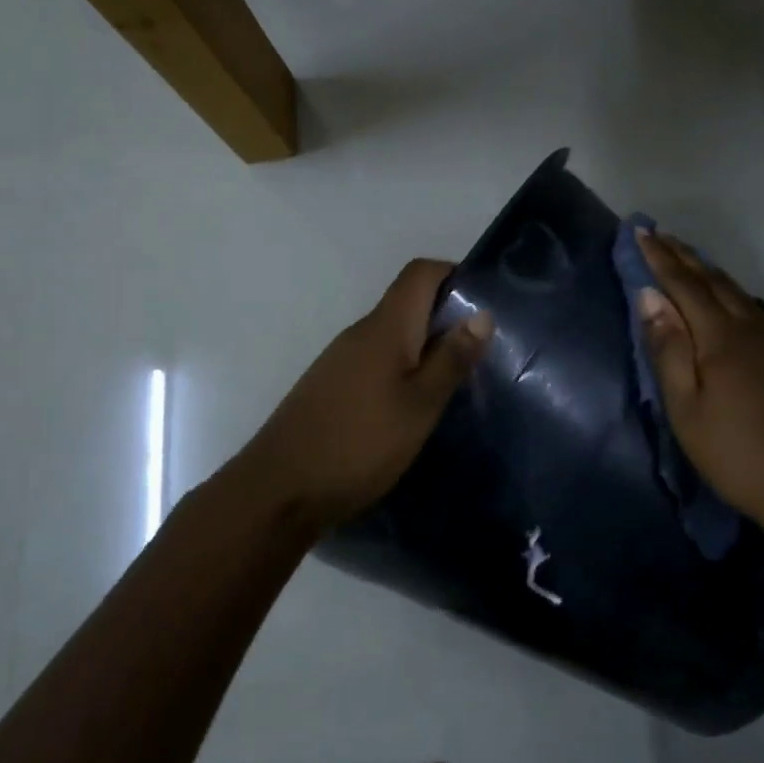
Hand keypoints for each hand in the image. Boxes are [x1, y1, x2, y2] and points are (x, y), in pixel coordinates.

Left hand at [239, 259, 491, 537]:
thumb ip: (450, 359)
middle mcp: (359, 333)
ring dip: (425, 348)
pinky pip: (376, 361)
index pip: (419, 273)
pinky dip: (402, 370)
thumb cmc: (360, 444)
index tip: (484, 304)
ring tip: (455, 383)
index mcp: (384, 328)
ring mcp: (340, 360)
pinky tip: (414, 407)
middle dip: (446, 318)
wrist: (279, 489)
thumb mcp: (419, 406)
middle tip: (481, 353)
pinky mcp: (331, 386)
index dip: (454, 274)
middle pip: (407, 303)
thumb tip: (482, 314)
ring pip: (393, 337)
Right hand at [634, 231, 763, 537]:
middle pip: (713, 280)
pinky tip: (725, 297)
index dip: (660, 258)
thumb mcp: (687, 408)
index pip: (684, 285)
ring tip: (686, 257)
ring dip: (707, 270)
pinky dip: (728, 291)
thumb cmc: (738, 452)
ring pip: (736, 291)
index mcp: (721, 337)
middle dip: (683, 255)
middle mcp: (750, 327)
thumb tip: (649, 297)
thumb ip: (668, 349)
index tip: (640, 231)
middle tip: (659, 235)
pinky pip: (751, 307)